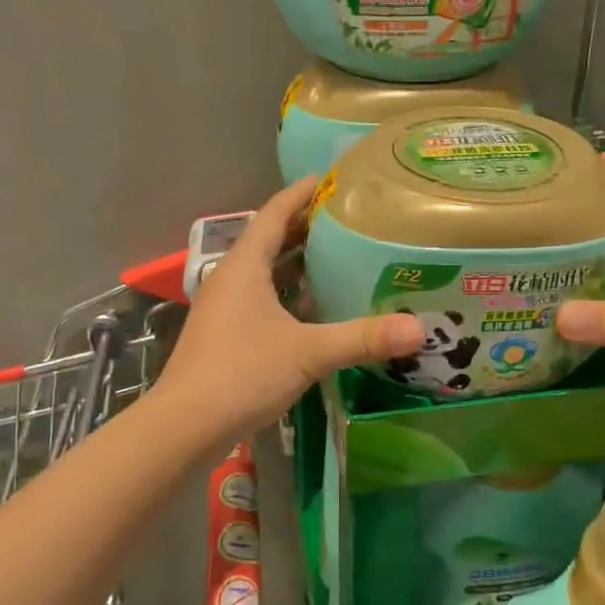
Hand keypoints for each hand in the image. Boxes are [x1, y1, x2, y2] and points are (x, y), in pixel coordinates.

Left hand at [156, 177, 421, 442]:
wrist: (186, 426)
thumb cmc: (242, 373)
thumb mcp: (308, 352)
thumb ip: (362, 338)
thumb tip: (418, 329)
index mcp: (244, 266)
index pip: (274, 213)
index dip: (302, 193)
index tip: (332, 178)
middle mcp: (232, 280)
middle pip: (270, 241)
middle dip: (307, 228)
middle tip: (351, 221)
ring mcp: (226, 310)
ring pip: (267, 275)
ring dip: (299, 265)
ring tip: (342, 259)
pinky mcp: (227, 337)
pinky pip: (264, 302)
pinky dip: (291, 298)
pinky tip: (319, 311)